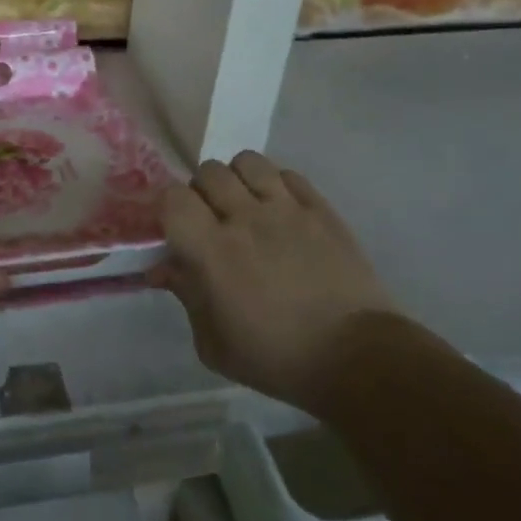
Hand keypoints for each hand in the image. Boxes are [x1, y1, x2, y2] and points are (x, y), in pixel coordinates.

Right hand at [152, 151, 397, 409]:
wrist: (357, 359)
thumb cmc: (278, 359)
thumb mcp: (215, 344)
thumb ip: (186, 297)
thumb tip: (163, 269)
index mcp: (213, 251)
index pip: (174, 197)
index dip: (170, 207)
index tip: (177, 228)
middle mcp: (245, 218)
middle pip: (209, 172)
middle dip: (203, 191)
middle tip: (212, 218)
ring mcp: (286, 209)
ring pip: (248, 162)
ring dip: (239, 179)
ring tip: (246, 204)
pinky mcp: (320, 209)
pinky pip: (288, 174)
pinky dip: (276, 185)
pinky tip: (280, 209)